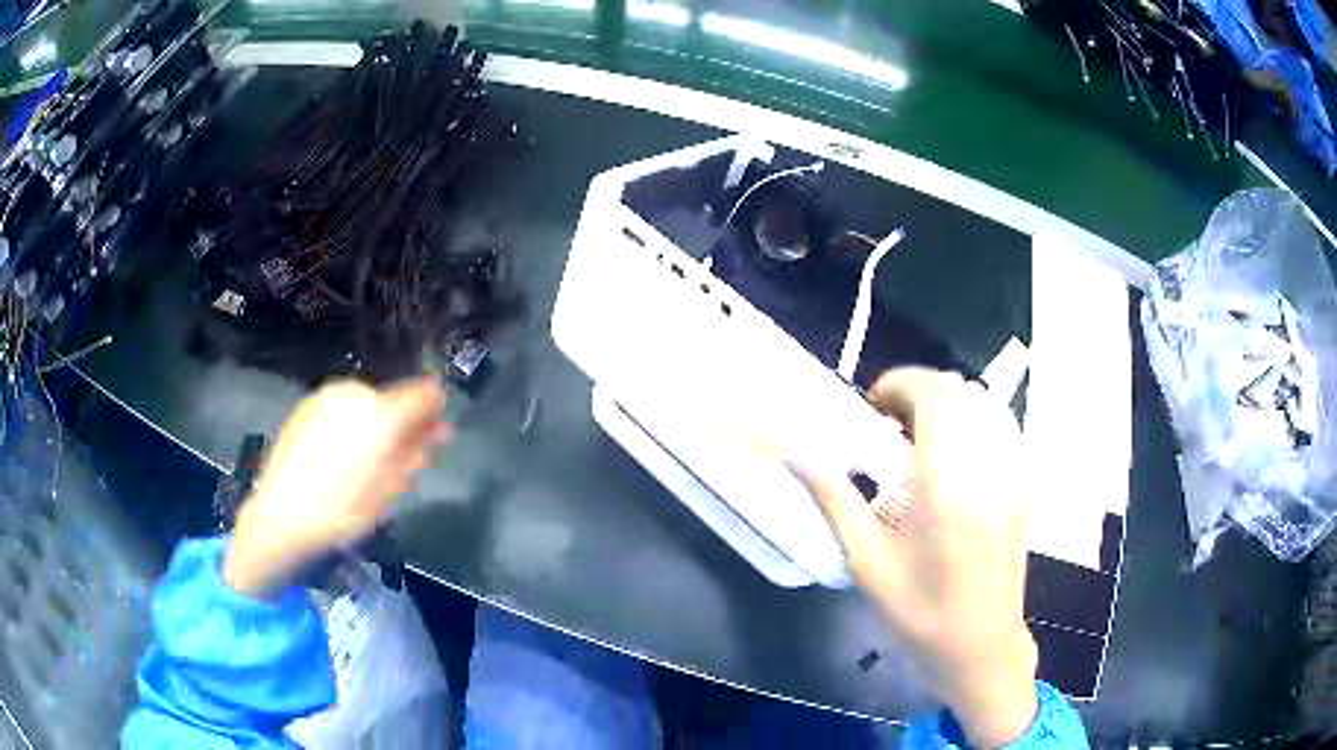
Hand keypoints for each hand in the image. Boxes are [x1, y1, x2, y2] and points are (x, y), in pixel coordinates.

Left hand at [223, 376, 448, 597]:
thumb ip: (415, 454)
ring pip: (365, 404)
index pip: (423, 395)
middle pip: (391, 401)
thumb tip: (441, 430)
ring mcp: (327, 396)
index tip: (434, 433)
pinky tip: (337, 456)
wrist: (283, 515)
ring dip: (372, 425)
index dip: (433, 412)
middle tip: (397, 461)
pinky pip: (340, 408)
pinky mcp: (306, 404)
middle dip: (399, 425)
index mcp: (382, 415)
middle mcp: (356, 394)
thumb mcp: (389, 491)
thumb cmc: (343, 512)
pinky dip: (347, 425)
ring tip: (363, 463)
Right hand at [792, 368, 1037, 746]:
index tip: (872, 406)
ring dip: (947, 404)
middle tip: (887, 422)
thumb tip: (797, 456)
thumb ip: (835, 501)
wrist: (981, 646)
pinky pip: (998, 427)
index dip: (901, 384)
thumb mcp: (868, 563)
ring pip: (983, 405)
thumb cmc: (919, 613)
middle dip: (919, 390)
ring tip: (916, 436)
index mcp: (946, 487)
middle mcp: (986, 468)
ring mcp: (1010, 475)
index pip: (935, 396)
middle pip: (960, 391)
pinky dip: (970, 421)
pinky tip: (950, 456)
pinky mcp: (1020, 486)